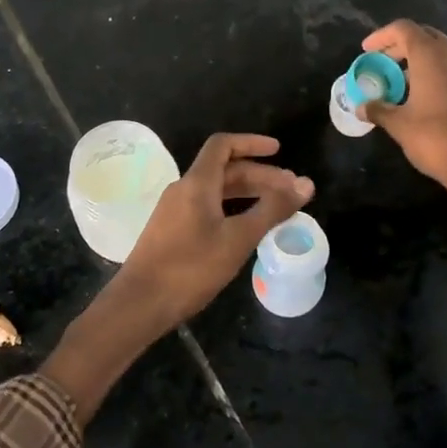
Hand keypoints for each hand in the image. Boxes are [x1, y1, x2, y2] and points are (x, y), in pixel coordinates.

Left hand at [42, 134, 312, 421]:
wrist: (140, 304)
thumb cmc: (190, 268)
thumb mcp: (238, 238)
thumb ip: (272, 210)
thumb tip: (306, 184)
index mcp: (196, 183)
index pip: (223, 145)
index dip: (252, 143)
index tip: (279, 151)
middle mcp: (183, 190)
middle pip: (224, 169)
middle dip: (260, 175)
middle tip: (291, 190)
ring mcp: (175, 211)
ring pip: (217, 191)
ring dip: (248, 194)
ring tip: (277, 208)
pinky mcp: (172, 231)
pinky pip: (208, 208)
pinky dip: (233, 209)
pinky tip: (248, 229)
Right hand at [359, 20, 446, 280]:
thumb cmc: (436, 139)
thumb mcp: (399, 125)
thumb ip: (378, 110)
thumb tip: (360, 107)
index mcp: (430, 56)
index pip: (404, 29)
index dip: (382, 36)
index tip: (367, 51)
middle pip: (424, 35)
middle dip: (400, 45)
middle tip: (382, 64)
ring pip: (444, 48)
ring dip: (422, 55)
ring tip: (405, 77)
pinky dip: (440, 68)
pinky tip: (429, 91)